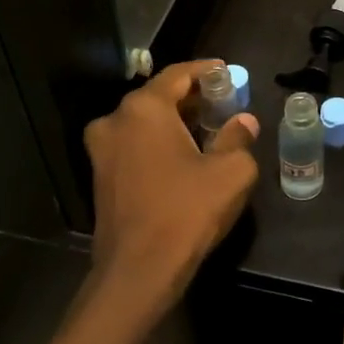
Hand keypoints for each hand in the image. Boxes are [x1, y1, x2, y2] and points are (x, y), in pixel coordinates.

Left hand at [80, 61, 258, 333]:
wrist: (138, 271)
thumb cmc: (186, 212)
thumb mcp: (231, 172)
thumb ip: (239, 138)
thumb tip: (244, 122)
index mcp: (144, 109)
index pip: (178, 75)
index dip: (206, 71)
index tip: (228, 72)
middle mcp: (116, 120)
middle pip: (159, 96)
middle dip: (192, 98)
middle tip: (222, 103)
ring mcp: (102, 150)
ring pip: (144, 122)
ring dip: (174, 121)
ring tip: (207, 130)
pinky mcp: (100, 177)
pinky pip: (134, 145)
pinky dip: (158, 142)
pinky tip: (183, 156)